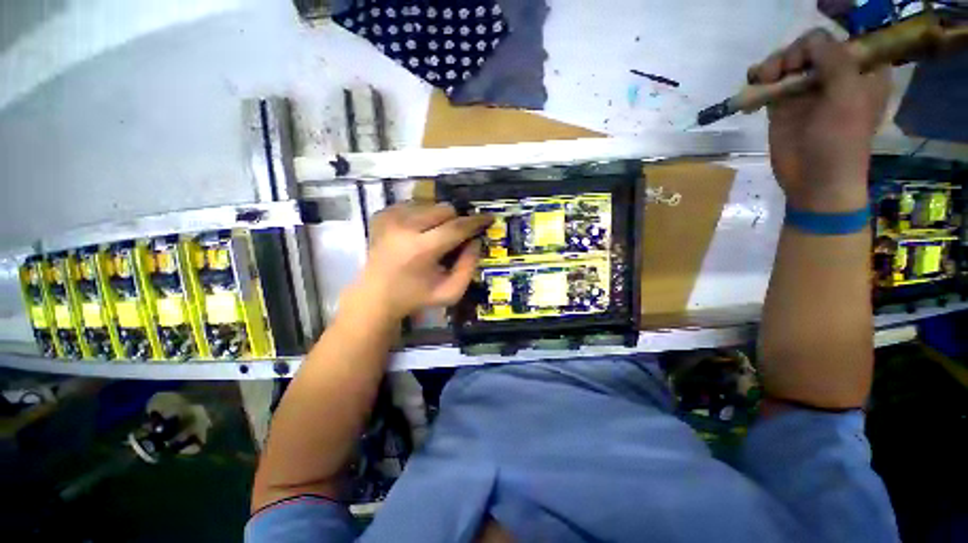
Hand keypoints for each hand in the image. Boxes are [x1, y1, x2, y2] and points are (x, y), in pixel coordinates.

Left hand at [351, 202, 491, 321]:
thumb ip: (469, 267)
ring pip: (429, 204)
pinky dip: (422, 216)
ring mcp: (389, 218)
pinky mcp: (381, 214)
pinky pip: (413, 204)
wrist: (376, 296)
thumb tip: (476, 240)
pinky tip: (417, 233)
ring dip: (438, 218)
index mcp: (420, 250)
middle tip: (454, 237)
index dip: (476, 222)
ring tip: (433, 237)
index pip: (456, 227)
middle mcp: (403, 227)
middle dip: (455, 221)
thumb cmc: (416, 296)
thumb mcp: (451, 292)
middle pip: (444, 209)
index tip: (489, 218)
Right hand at [748, 28, 889, 210]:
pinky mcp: (782, 104)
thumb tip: (809, 40)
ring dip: (771, 66)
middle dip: (791, 55)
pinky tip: (754, 84)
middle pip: (806, 47)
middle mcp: (833, 74)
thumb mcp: (847, 96)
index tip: (810, 64)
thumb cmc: (841, 141)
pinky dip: (758, 79)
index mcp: (859, 70)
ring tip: (763, 80)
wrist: (814, 179)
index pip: (836, 39)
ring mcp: (806, 89)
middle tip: (784, 72)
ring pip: (785, 61)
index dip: (819, 45)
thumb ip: (835, 60)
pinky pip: (768, 81)